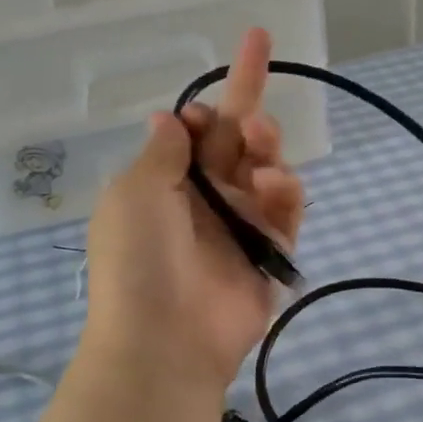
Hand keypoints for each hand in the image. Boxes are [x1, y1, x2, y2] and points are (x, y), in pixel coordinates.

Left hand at [82, 28, 303, 392]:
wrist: (164, 339)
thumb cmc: (138, 259)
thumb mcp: (135, 193)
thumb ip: (164, 152)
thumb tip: (171, 118)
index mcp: (167, 180)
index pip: (197, 131)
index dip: (208, 107)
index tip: (205, 106)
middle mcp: (206, 197)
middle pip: (237, 139)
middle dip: (250, 101)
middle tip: (257, 81)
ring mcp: (241, 224)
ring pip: (268, 168)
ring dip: (268, 146)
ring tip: (261, 147)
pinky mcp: (270, 252)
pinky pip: (287, 211)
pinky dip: (286, 193)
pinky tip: (273, 188)